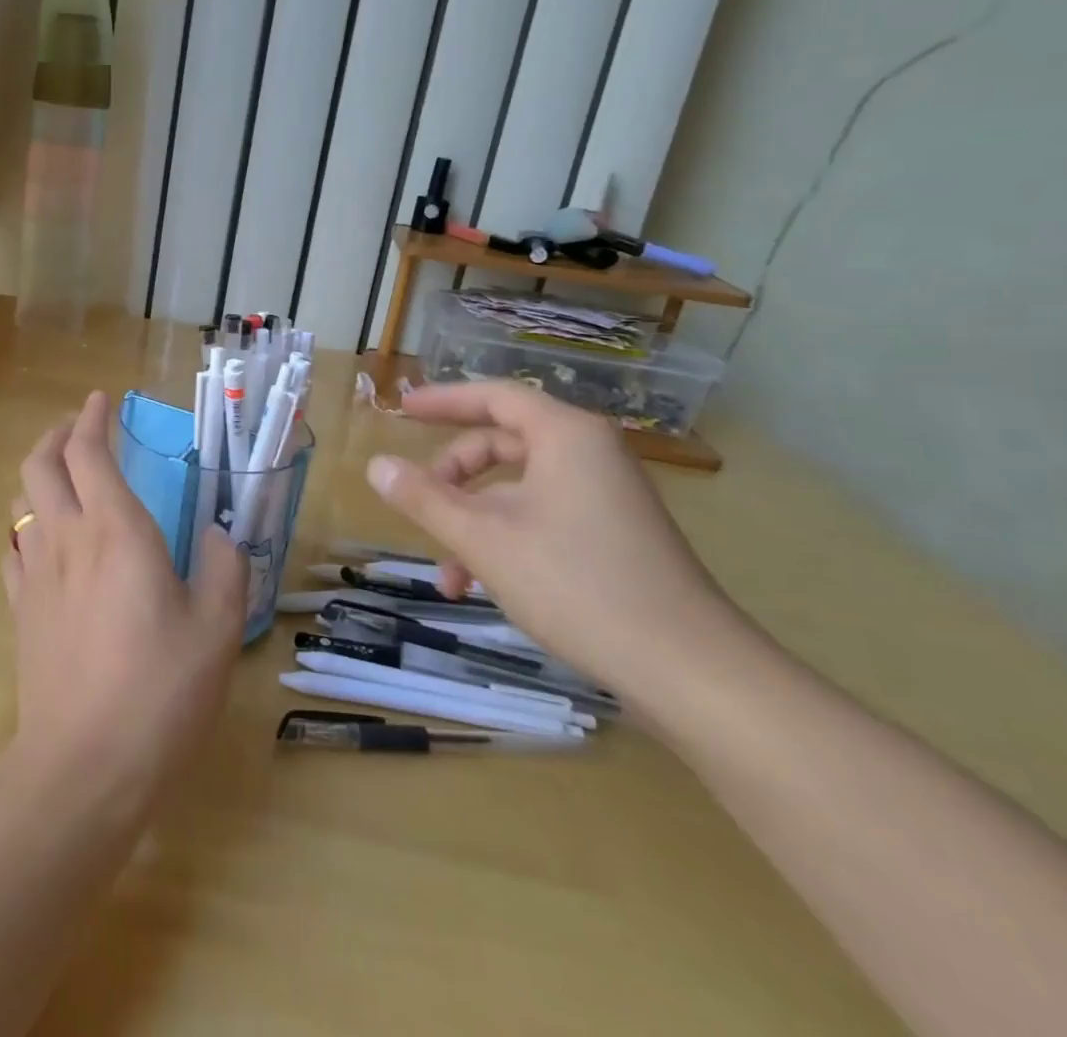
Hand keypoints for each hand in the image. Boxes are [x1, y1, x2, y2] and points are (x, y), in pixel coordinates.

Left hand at [5, 391, 245, 814]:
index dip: (92, 419)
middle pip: (39, 464)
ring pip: (20, 502)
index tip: (101, 401)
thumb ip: (223, 568)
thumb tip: (217, 534)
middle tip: (78, 430)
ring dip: (38, 476)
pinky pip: (13, 548)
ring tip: (63, 479)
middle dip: (55, 435)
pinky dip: (27, 526)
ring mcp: (34, 575)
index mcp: (115, 530)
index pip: (88, 451)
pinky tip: (45, 542)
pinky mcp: (19, 611)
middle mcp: (66, 538)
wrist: (84, 768)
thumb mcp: (217, 628)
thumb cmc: (160, 691)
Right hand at [366, 381, 746, 703]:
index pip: (494, 397)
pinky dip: (506, 540)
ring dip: (474, 522)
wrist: (690, 670)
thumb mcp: (483, 539)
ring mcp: (606, 497)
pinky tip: (484, 587)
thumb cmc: (577, 585)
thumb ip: (425, 498)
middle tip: (418, 504)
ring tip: (449, 575)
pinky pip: (542, 517)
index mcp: (566, 436)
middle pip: (502, 444)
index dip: (443, 400)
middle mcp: (590, 455)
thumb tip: (376, 466)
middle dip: (452, 478)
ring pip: (518, 490)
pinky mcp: (615, 536)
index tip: (402, 409)